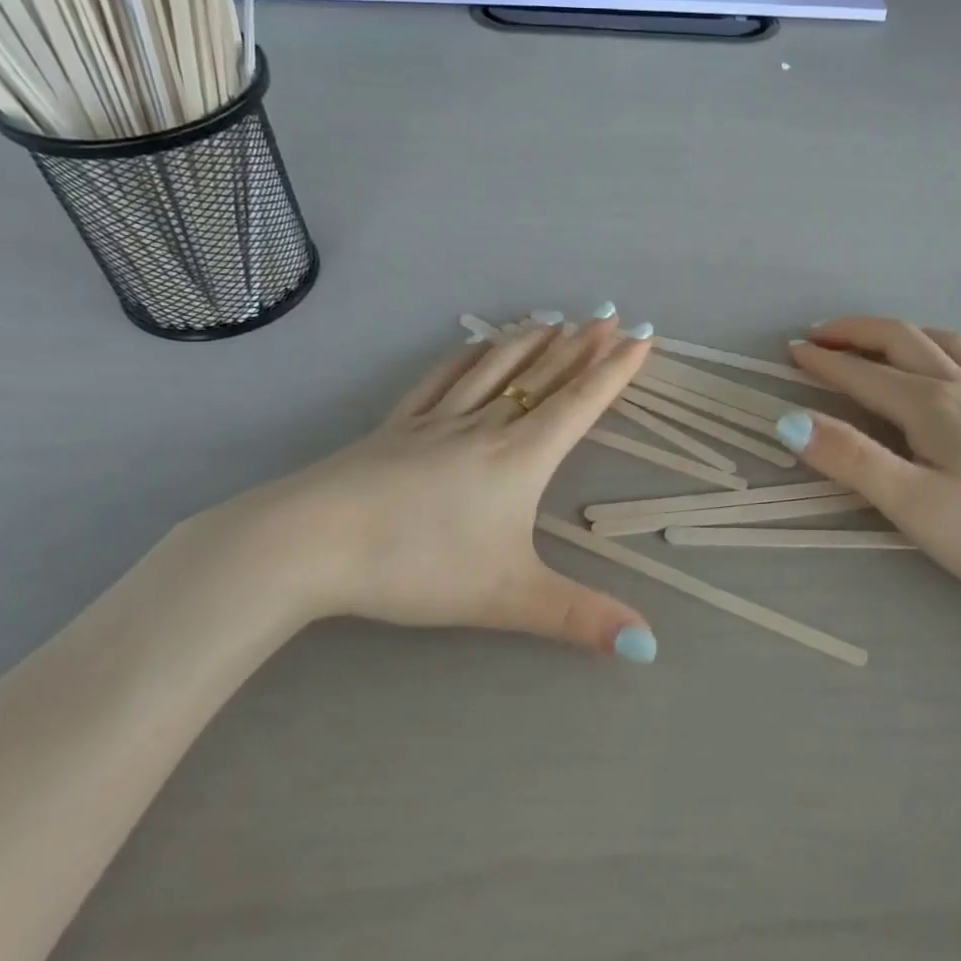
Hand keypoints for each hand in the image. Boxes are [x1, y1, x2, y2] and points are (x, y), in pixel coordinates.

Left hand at [207, 311, 659, 659]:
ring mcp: (436, 421)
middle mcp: (485, 427)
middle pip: (543, 376)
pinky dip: (467, 355)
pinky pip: (442, 378)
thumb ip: (579, 619)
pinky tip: (475, 344)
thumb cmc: (418, 565)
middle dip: (581, 345)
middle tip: (609, 314)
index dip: (615, 371)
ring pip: (495, 369)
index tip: (643, 337)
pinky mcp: (397, 426)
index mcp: (519, 457)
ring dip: (530, 341)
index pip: (580, 404)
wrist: (311, 542)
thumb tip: (649, 646)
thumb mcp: (508, 600)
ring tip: (554, 319)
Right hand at [782, 318, 960, 619]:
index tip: (790, 351)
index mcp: (932, 406)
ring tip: (878, 342)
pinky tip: (949, 372)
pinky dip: (944, 351)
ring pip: (945, 344)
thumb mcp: (913, 504)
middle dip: (857, 333)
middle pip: (904, 341)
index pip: (864, 374)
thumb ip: (851, 459)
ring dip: (902, 334)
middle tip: (820, 336)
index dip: (824, 362)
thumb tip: (789, 421)